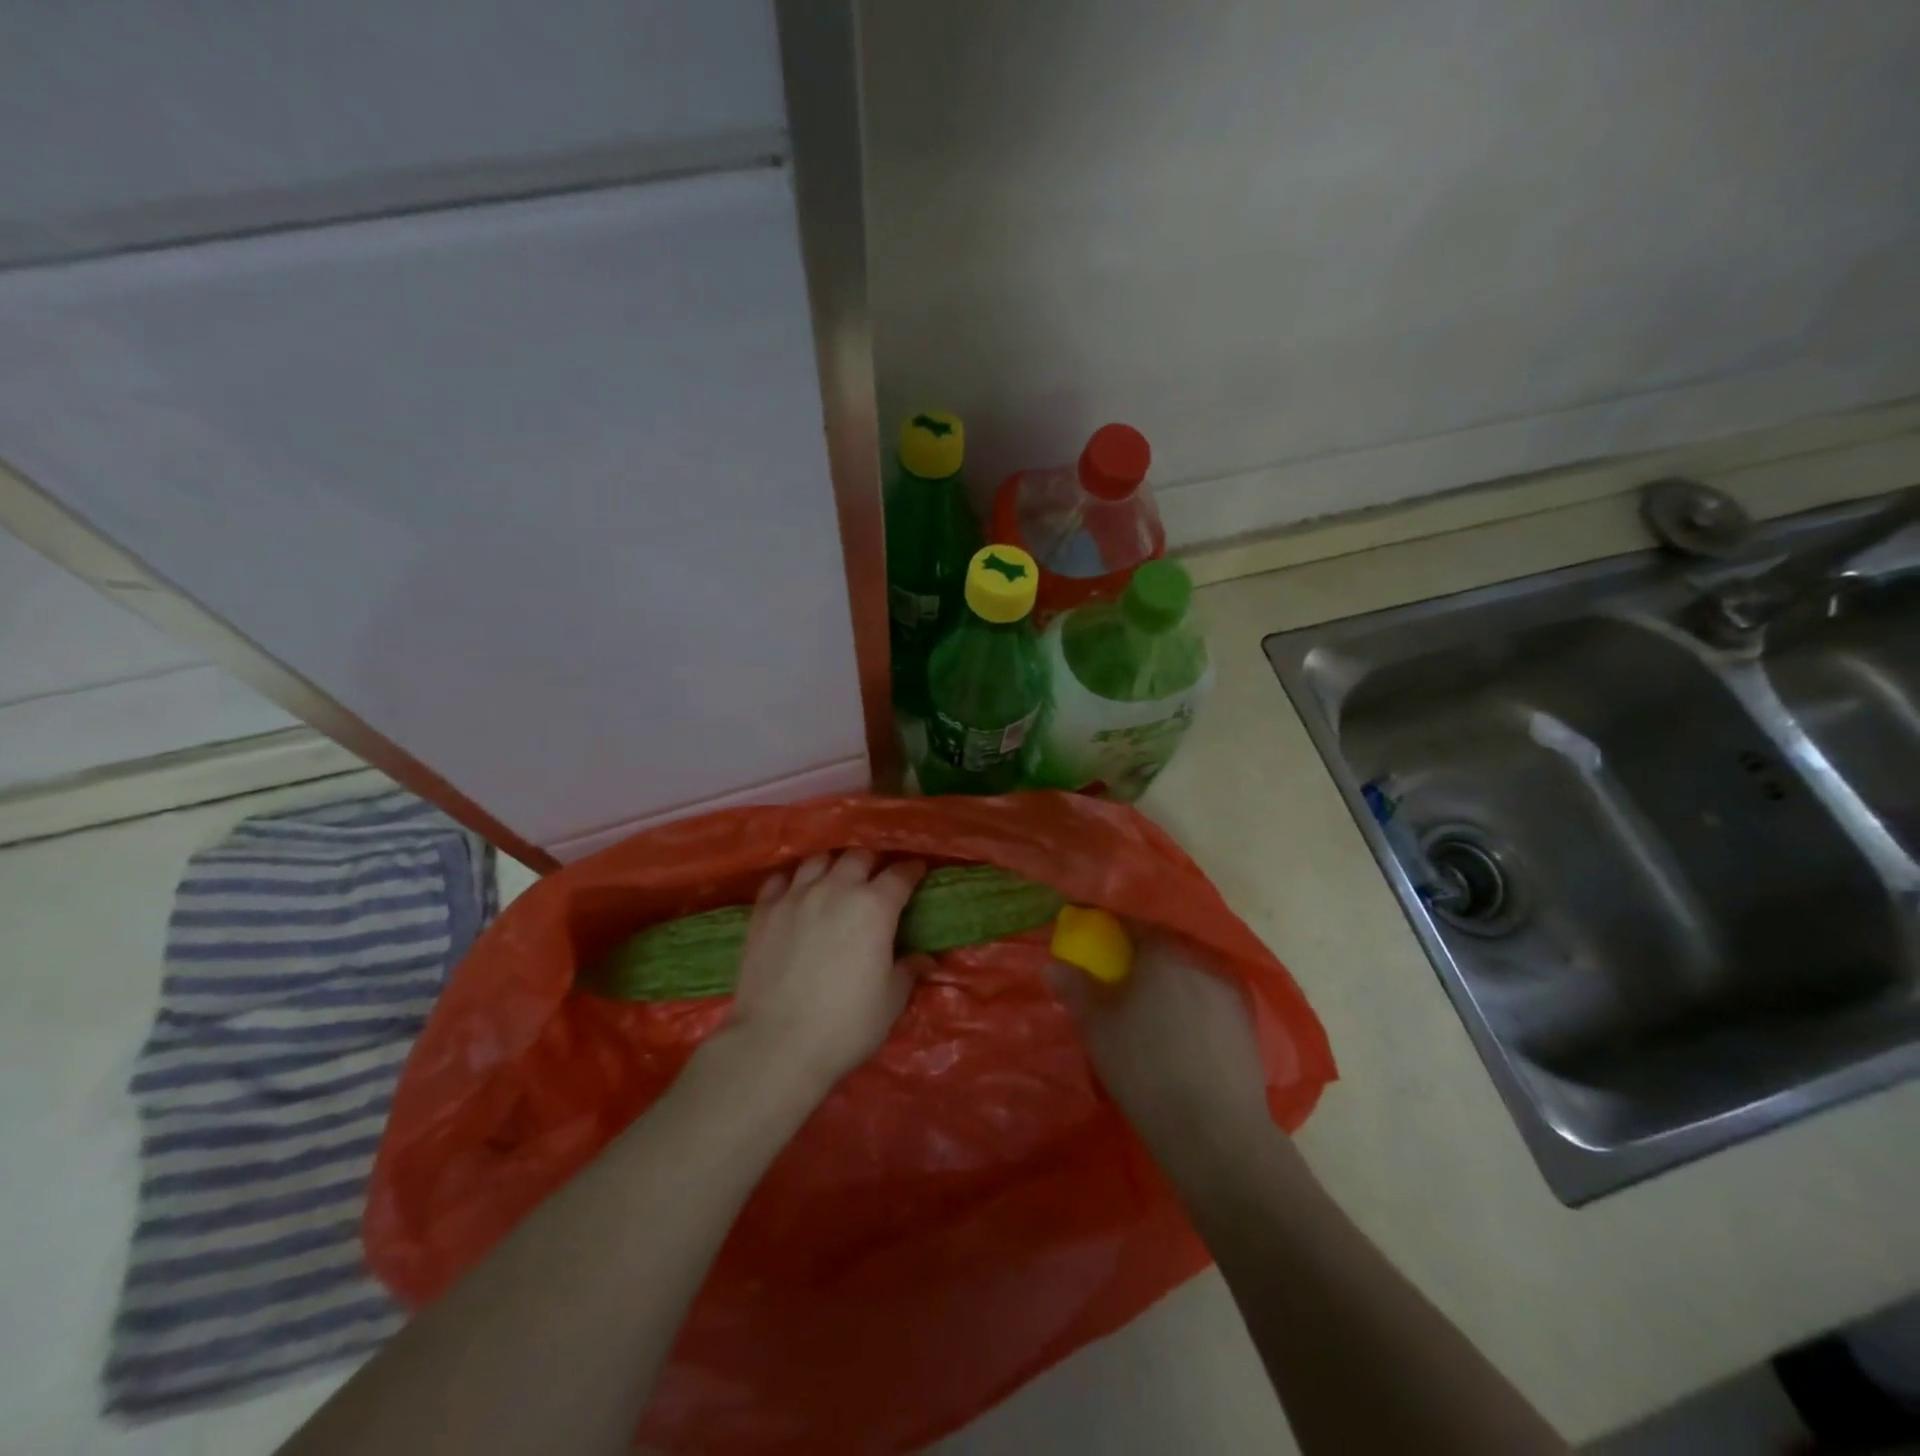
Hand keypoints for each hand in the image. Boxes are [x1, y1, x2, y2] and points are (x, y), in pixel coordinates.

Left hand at [715, 850, 928, 1093]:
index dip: (912, 870)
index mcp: (874, 906)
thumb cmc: (846, 1024)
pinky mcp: (763, 911)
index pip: (900, 874)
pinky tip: (796, 892)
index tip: (918, 871)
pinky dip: (793, 881)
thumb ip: (908, 971)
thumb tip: (924, 959)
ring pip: (818, 860)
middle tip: (876, 878)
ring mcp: (796, 897)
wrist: (776, 1044)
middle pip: (858, 857)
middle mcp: (836, 889)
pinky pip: (780, 880)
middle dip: (872, 862)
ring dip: (833, 865)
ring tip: (836, 879)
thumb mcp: (890, 1001)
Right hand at [1047, 934, 1270, 1147]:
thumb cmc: (1145, 1069)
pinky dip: (1192, 1000)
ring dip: (1169, 977)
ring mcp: (1229, 987)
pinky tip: (1181, 1029)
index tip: (1095, 941)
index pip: (1131, 921)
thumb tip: (1053, 964)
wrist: (1215, 1131)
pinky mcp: (1247, 1018)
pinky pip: (1209, 994)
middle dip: (1142, 953)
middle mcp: (1200, 957)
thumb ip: (1075, 988)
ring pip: (1190, 968)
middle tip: (1119, 975)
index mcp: (1163, 949)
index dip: (1110, 928)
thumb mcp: (1097, 1028)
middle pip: (1164, 942)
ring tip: (1151, 1005)